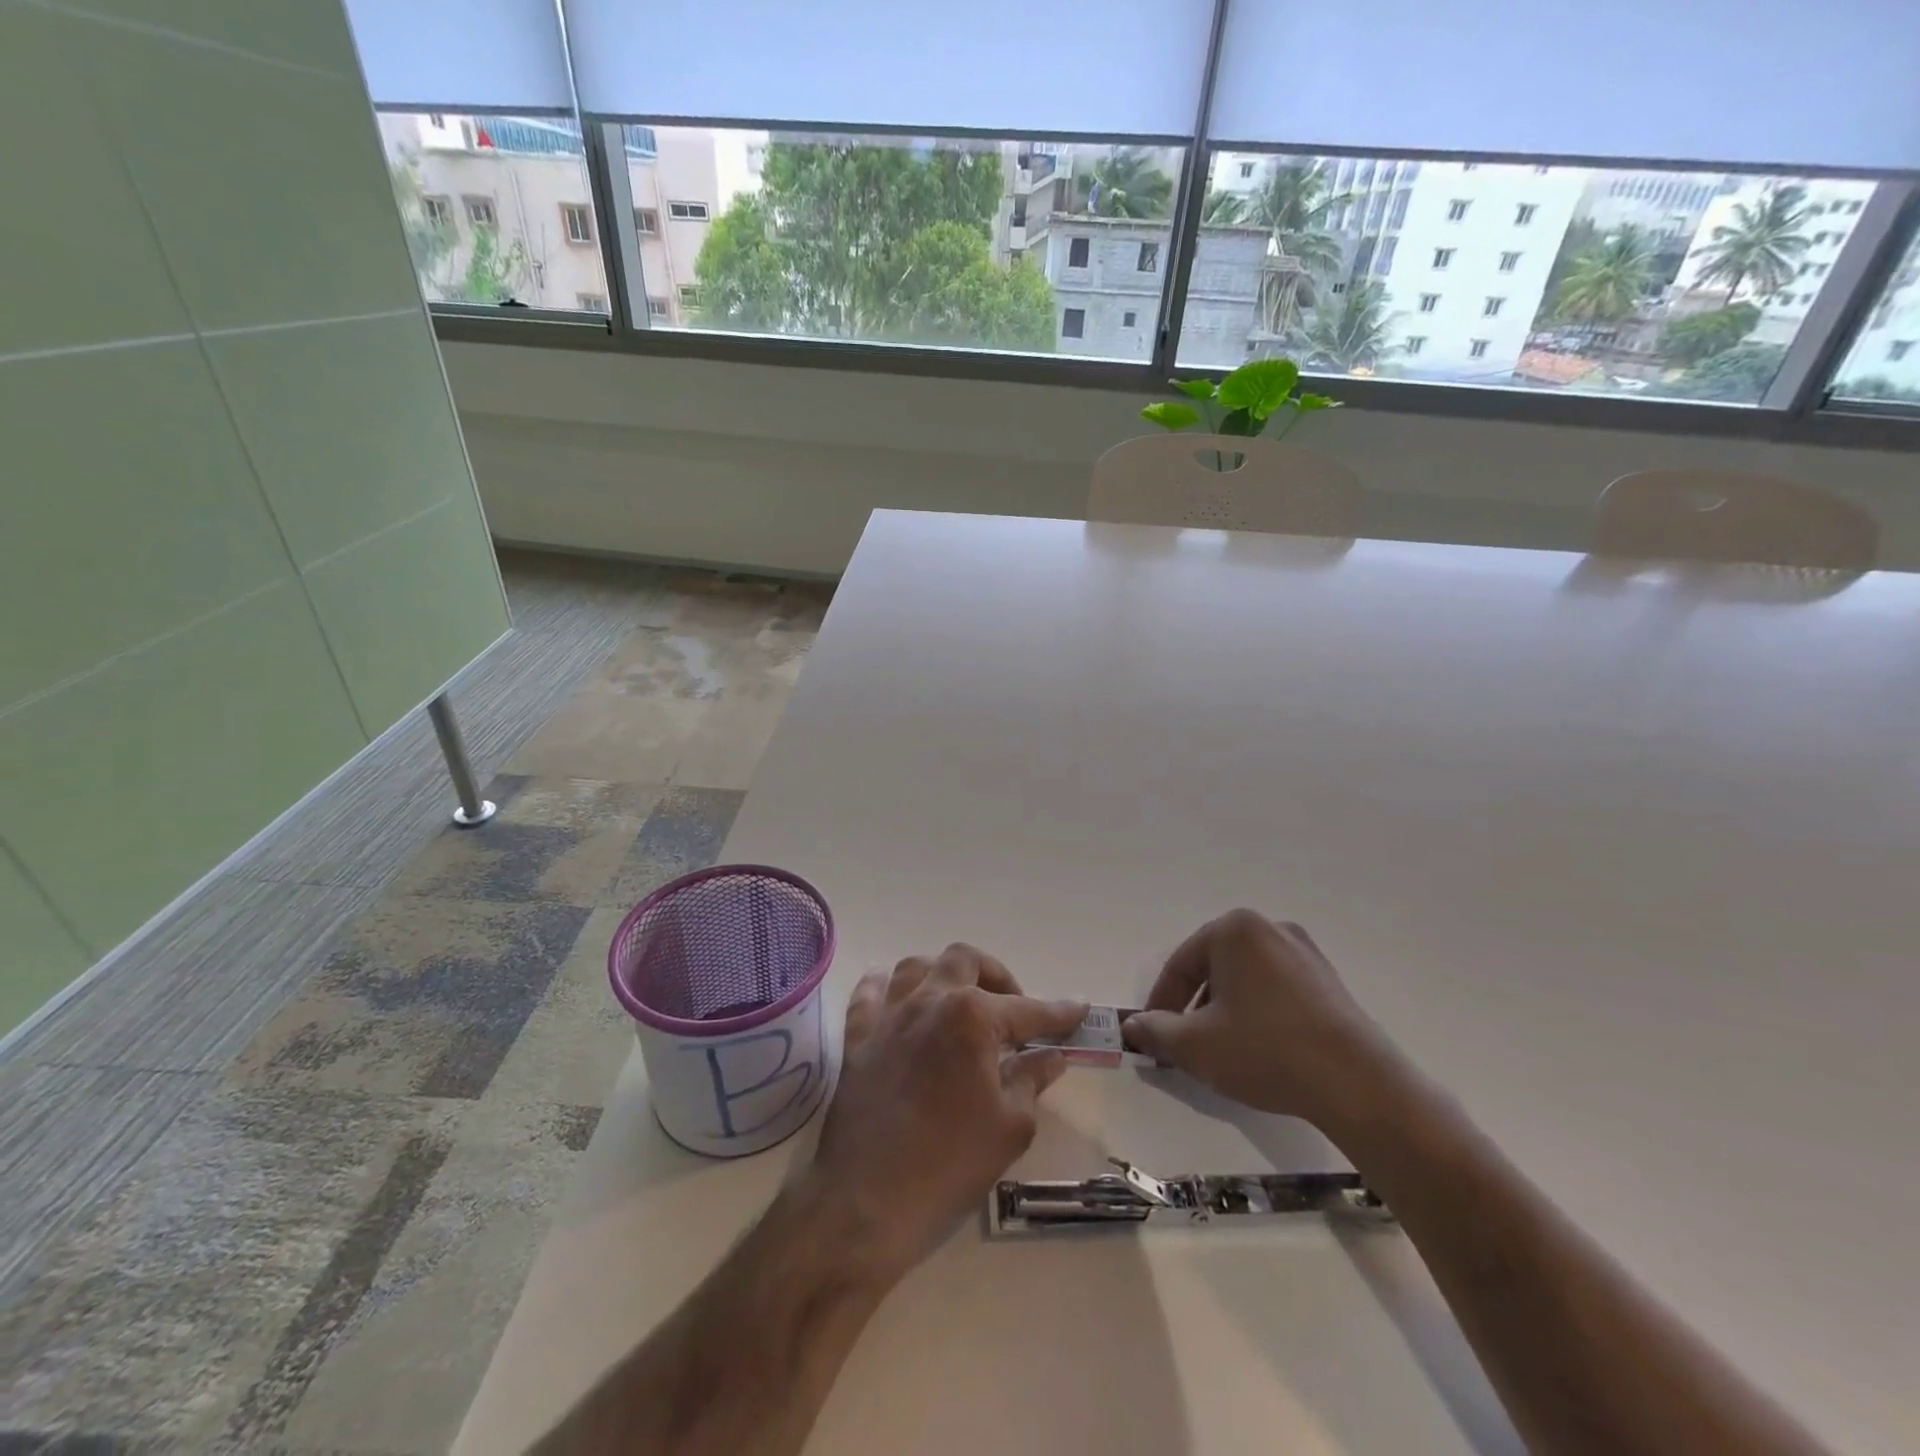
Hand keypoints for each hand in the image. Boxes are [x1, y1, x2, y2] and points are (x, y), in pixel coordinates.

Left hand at [809, 945, 1085, 1281]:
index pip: (1026, 1009)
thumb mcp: (1010, 1126)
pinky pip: (869, 993)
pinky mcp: (857, 1037)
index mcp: (972, 1017)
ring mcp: (888, 1015)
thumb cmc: (949, 1163)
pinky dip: (885, 985)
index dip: (1057, 1012)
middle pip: (965, 961)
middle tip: (1012, 1009)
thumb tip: (1051, 1056)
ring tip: (960, 1000)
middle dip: (996, 975)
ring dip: (944, 973)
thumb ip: (1032, 1079)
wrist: (868, 1200)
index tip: (1079, 1007)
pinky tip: (897, 995)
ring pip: (916, 966)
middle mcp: (929, 1000)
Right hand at [1121, 909, 1395, 1128]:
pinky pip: (1276, 990)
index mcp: (1235, 929)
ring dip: (1225, 1009)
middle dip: (1194, 1005)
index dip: (1161, 1003)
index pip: (1181, 964)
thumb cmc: (1265, 1050)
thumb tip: (1133, 1026)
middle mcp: (1270, 928)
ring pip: (1245, 979)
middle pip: (1214, 967)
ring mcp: (1305, 953)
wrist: (1358, 1085)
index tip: (1153, 1036)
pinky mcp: (1329, 982)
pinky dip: (1258, 1012)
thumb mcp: (1195, 1045)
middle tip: (1185, 1043)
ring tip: (1222, 1050)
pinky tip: (1260, 1048)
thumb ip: (1155, 1031)